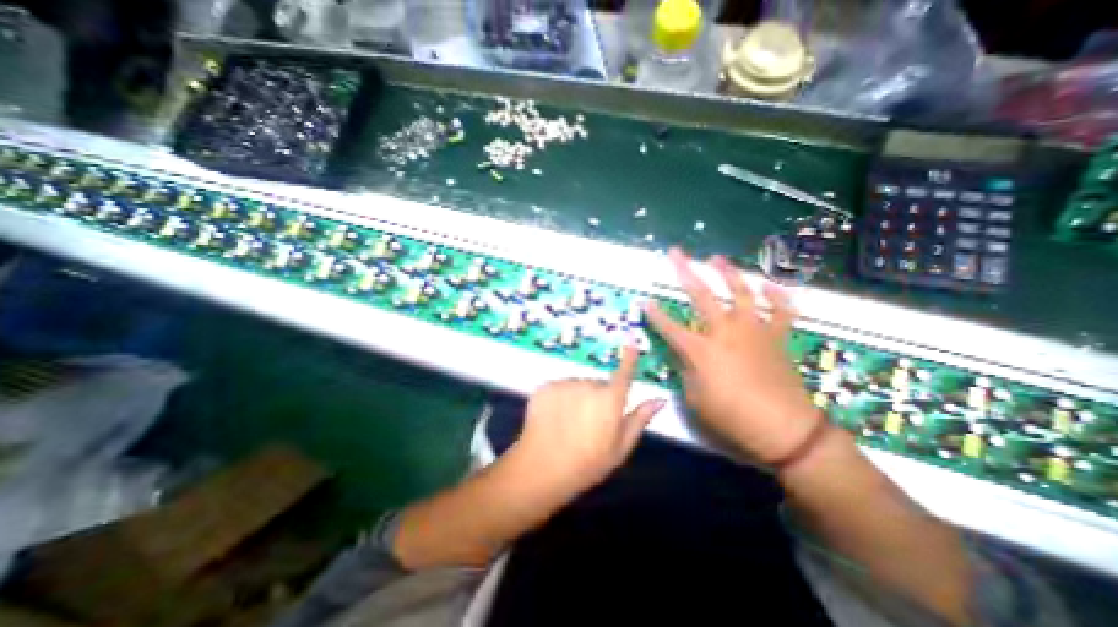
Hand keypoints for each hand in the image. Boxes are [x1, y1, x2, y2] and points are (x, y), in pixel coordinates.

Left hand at [510, 345, 665, 495]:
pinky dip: (559, 398)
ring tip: (569, 423)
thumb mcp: (620, 448)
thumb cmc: (587, 464)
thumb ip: (639, 419)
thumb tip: (659, 399)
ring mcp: (565, 383)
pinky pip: (559, 387)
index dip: (629, 356)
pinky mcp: (545, 386)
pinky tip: (554, 418)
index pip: (624, 372)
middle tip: (590, 423)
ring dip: (577, 397)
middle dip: (598, 398)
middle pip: (598, 384)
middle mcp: (588, 384)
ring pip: (577, 386)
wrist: (541, 468)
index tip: (632, 340)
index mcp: (610, 399)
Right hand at [647, 248, 819, 461]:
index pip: (670, 328)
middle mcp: (725, 332)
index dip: (655, 315)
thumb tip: (684, 356)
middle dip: (685, 272)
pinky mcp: (777, 338)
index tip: (645, 302)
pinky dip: (777, 296)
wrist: (786, 431)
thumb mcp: (696, 400)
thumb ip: (687, 372)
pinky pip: (781, 311)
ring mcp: (754, 331)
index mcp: (701, 350)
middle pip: (702, 296)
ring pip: (741, 292)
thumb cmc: (733, 419)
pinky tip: (768, 285)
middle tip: (675, 253)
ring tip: (716, 258)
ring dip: (728, 273)